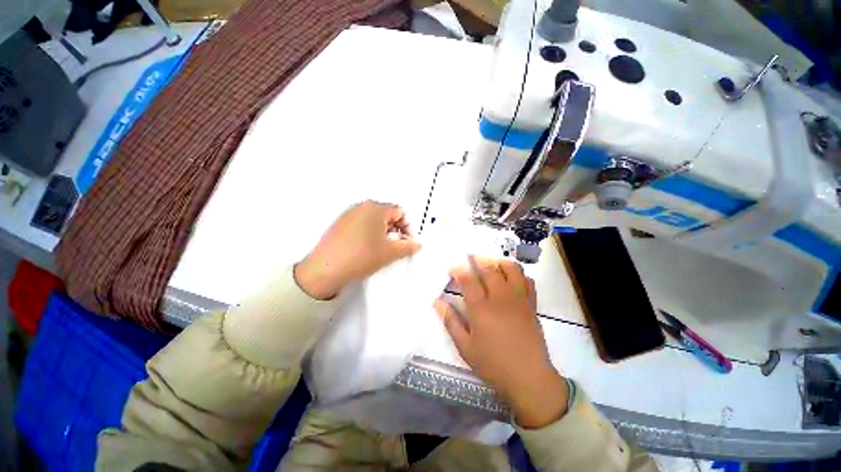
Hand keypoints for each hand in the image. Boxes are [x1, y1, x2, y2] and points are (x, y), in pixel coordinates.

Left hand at [294, 200, 420, 299]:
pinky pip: (361, 224)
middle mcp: (361, 206)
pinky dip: (369, 233)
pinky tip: (366, 249)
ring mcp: (348, 214)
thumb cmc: (362, 256)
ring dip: (383, 232)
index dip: (408, 227)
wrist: (325, 270)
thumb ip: (408, 246)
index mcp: (376, 208)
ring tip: (382, 249)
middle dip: (396, 230)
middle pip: (387, 214)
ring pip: (374, 220)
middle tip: (396, 246)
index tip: (407, 243)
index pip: (400, 211)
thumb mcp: (390, 252)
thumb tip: (418, 244)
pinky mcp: (339, 224)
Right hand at [434, 256, 568, 428]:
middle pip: (489, 268)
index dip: (459, 268)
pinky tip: (511, 277)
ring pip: (511, 269)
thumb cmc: (493, 364)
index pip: (468, 280)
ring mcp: (518, 299)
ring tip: (490, 262)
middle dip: (478, 258)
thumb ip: (450, 322)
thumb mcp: (465, 347)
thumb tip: (437, 302)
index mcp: (481, 309)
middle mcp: (500, 298)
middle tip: (470, 254)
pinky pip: (527, 280)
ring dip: (499, 261)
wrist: (530, 379)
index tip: (452, 261)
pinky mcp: (531, 304)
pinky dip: (518, 273)